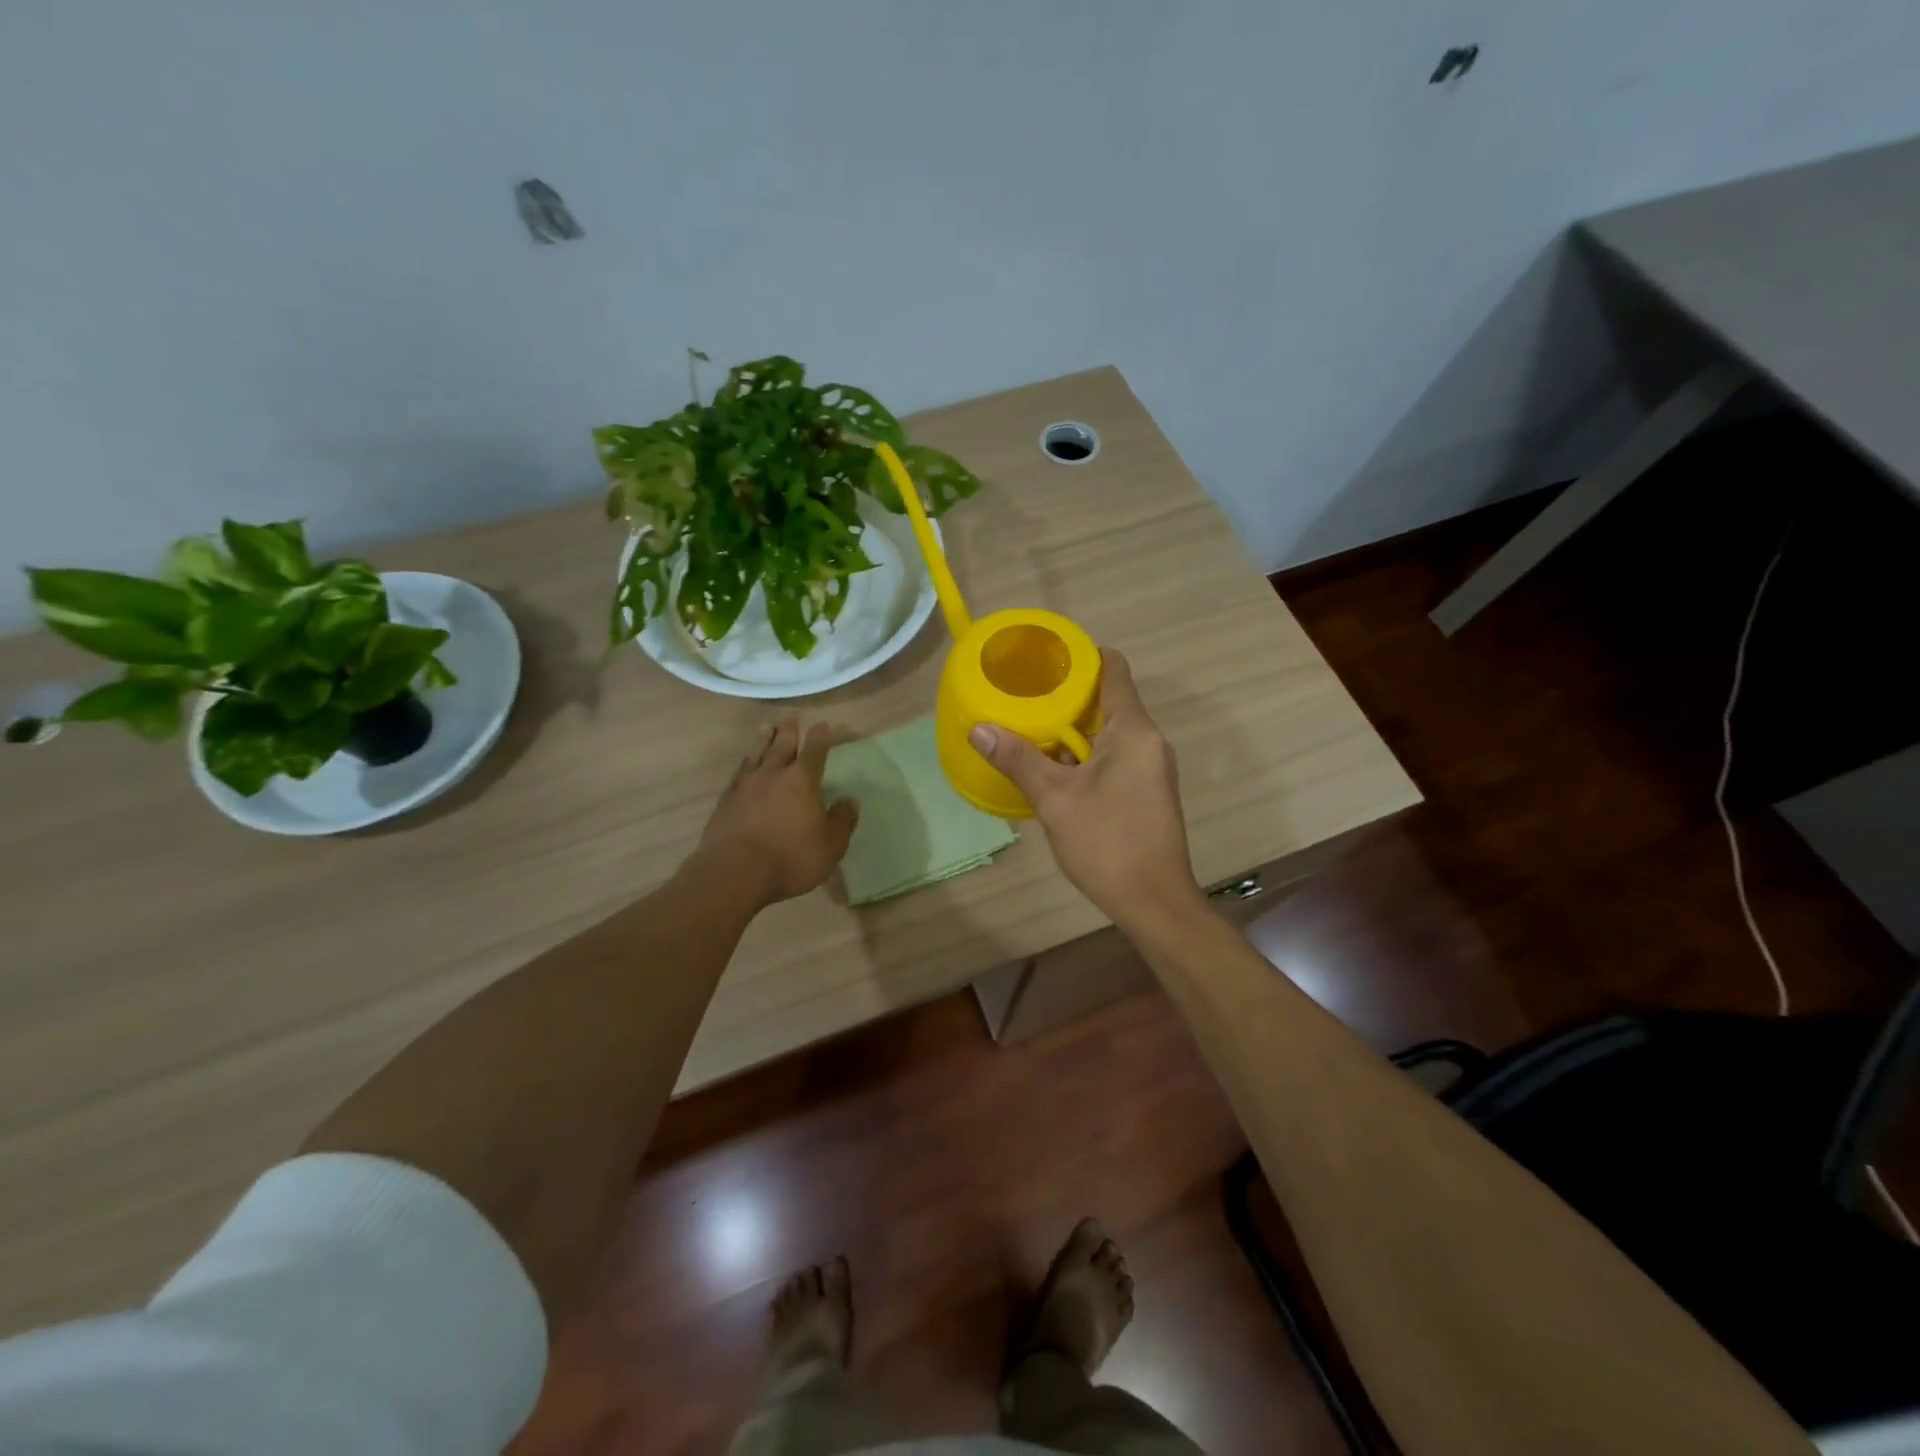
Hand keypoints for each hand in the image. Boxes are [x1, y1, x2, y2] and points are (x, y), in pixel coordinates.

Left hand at [697, 720, 859, 906]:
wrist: (735, 872)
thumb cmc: (791, 858)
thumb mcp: (830, 845)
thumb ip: (842, 820)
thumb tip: (851, 800)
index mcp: (802, 781)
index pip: (814, 752)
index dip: (820, 737)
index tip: (823, 724)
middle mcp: (773, 775)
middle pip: (782, 746)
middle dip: (789, 730)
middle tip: (790, 715)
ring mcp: (746, 787)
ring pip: (757, 755)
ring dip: (763, 739)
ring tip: (766, 727)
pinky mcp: (725, 802)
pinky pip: (738, 774)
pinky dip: (744, 763)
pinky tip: (745, 763)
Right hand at [968, 649, 1203, 928]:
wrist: (1154, 903)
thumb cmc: (1107, 843)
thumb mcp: (1055, 799)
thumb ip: (1018, 759)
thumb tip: (978, 728)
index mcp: (1133, 731)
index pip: (1114, 670)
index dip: (1081, 656)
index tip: (1045, 659)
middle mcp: (1148, 741)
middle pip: (1108, 700)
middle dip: (1067, 696)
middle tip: (1024, 695)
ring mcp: (1150, 767)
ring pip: (1108, 732)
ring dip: (1072, 730)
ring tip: (1029, 728)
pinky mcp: (1146, 791)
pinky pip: (1113, 757)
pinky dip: (1084, 755)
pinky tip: (1052, 769)